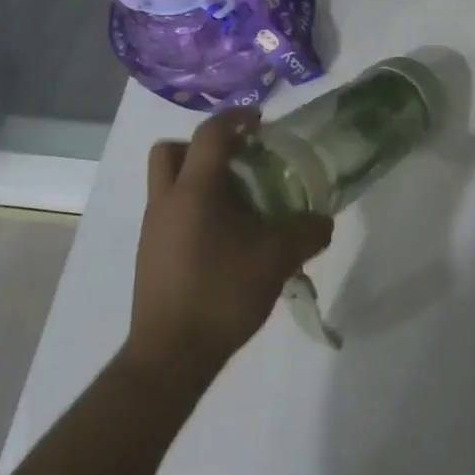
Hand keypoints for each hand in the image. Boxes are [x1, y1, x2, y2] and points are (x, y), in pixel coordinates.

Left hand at [124, 108, 333, 386]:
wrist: (171, 355)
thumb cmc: (222, 294)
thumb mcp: (276, 260)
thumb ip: (306, 234)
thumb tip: (324, 222)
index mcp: (195, 192)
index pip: (210, 135)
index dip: (235, 119)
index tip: (259, 121)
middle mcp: (166, 201)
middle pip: (171, 151)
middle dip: (203, 146)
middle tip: (237, 161)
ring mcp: (153, 229)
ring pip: (168, 182)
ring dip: (199, 179)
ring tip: (239, 203)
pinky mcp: (150, 254)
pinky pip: (170, 212)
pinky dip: (194, 208)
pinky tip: (224, 238)